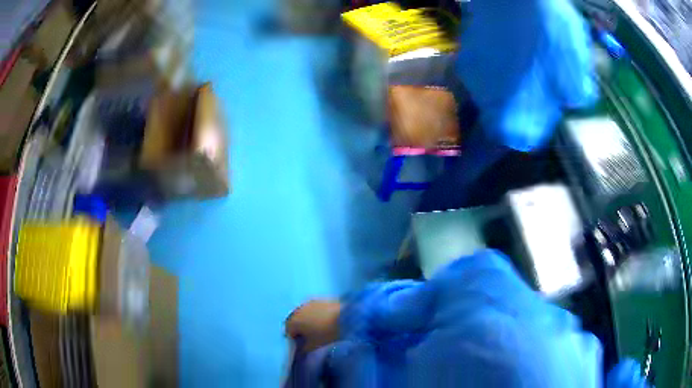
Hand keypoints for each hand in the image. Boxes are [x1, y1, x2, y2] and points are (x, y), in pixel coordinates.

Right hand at [285, 300, 340, 351]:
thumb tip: (301, 350)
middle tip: (310, 338)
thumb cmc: (327, 334)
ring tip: (319, 330)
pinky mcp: (323, 299)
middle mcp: (299, 308)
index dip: (294, 340)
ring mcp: (311, 302)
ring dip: (309, 321)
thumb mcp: (313, 346)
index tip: (302, 346)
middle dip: (300, 329)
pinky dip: (317, 315)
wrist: (349, 317)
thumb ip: (303, 350)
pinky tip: (326, 322)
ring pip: (305, 313)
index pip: (288, 331)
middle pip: (295, 321)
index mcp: (293, 320)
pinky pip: (315, 309)